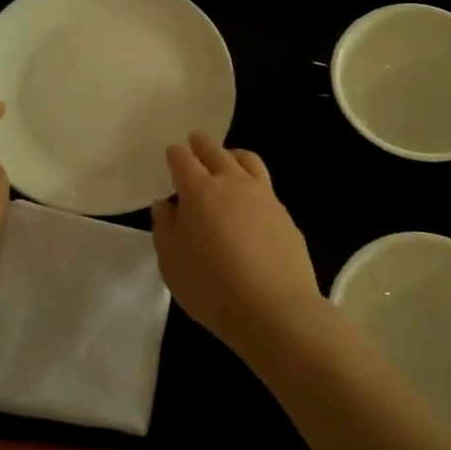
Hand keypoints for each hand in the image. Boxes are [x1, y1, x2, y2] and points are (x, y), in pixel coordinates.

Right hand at [151, 132, 326, 356]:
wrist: (274, 308)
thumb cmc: (211, 287)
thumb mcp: (172, 262)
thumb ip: (165, 227)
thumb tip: (165, 204)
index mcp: (199, 191)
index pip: (183, 160)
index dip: (175, 154)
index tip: (172, 153)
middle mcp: (232, 183)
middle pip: (216, 151)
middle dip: (202, 144)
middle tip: (195, 141)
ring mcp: (264, 196)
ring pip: (247, 161)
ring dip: (232, 154)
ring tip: (227, 158)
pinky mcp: (285, 215)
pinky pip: (265, 187)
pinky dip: (252, 183)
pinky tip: (250, 201)